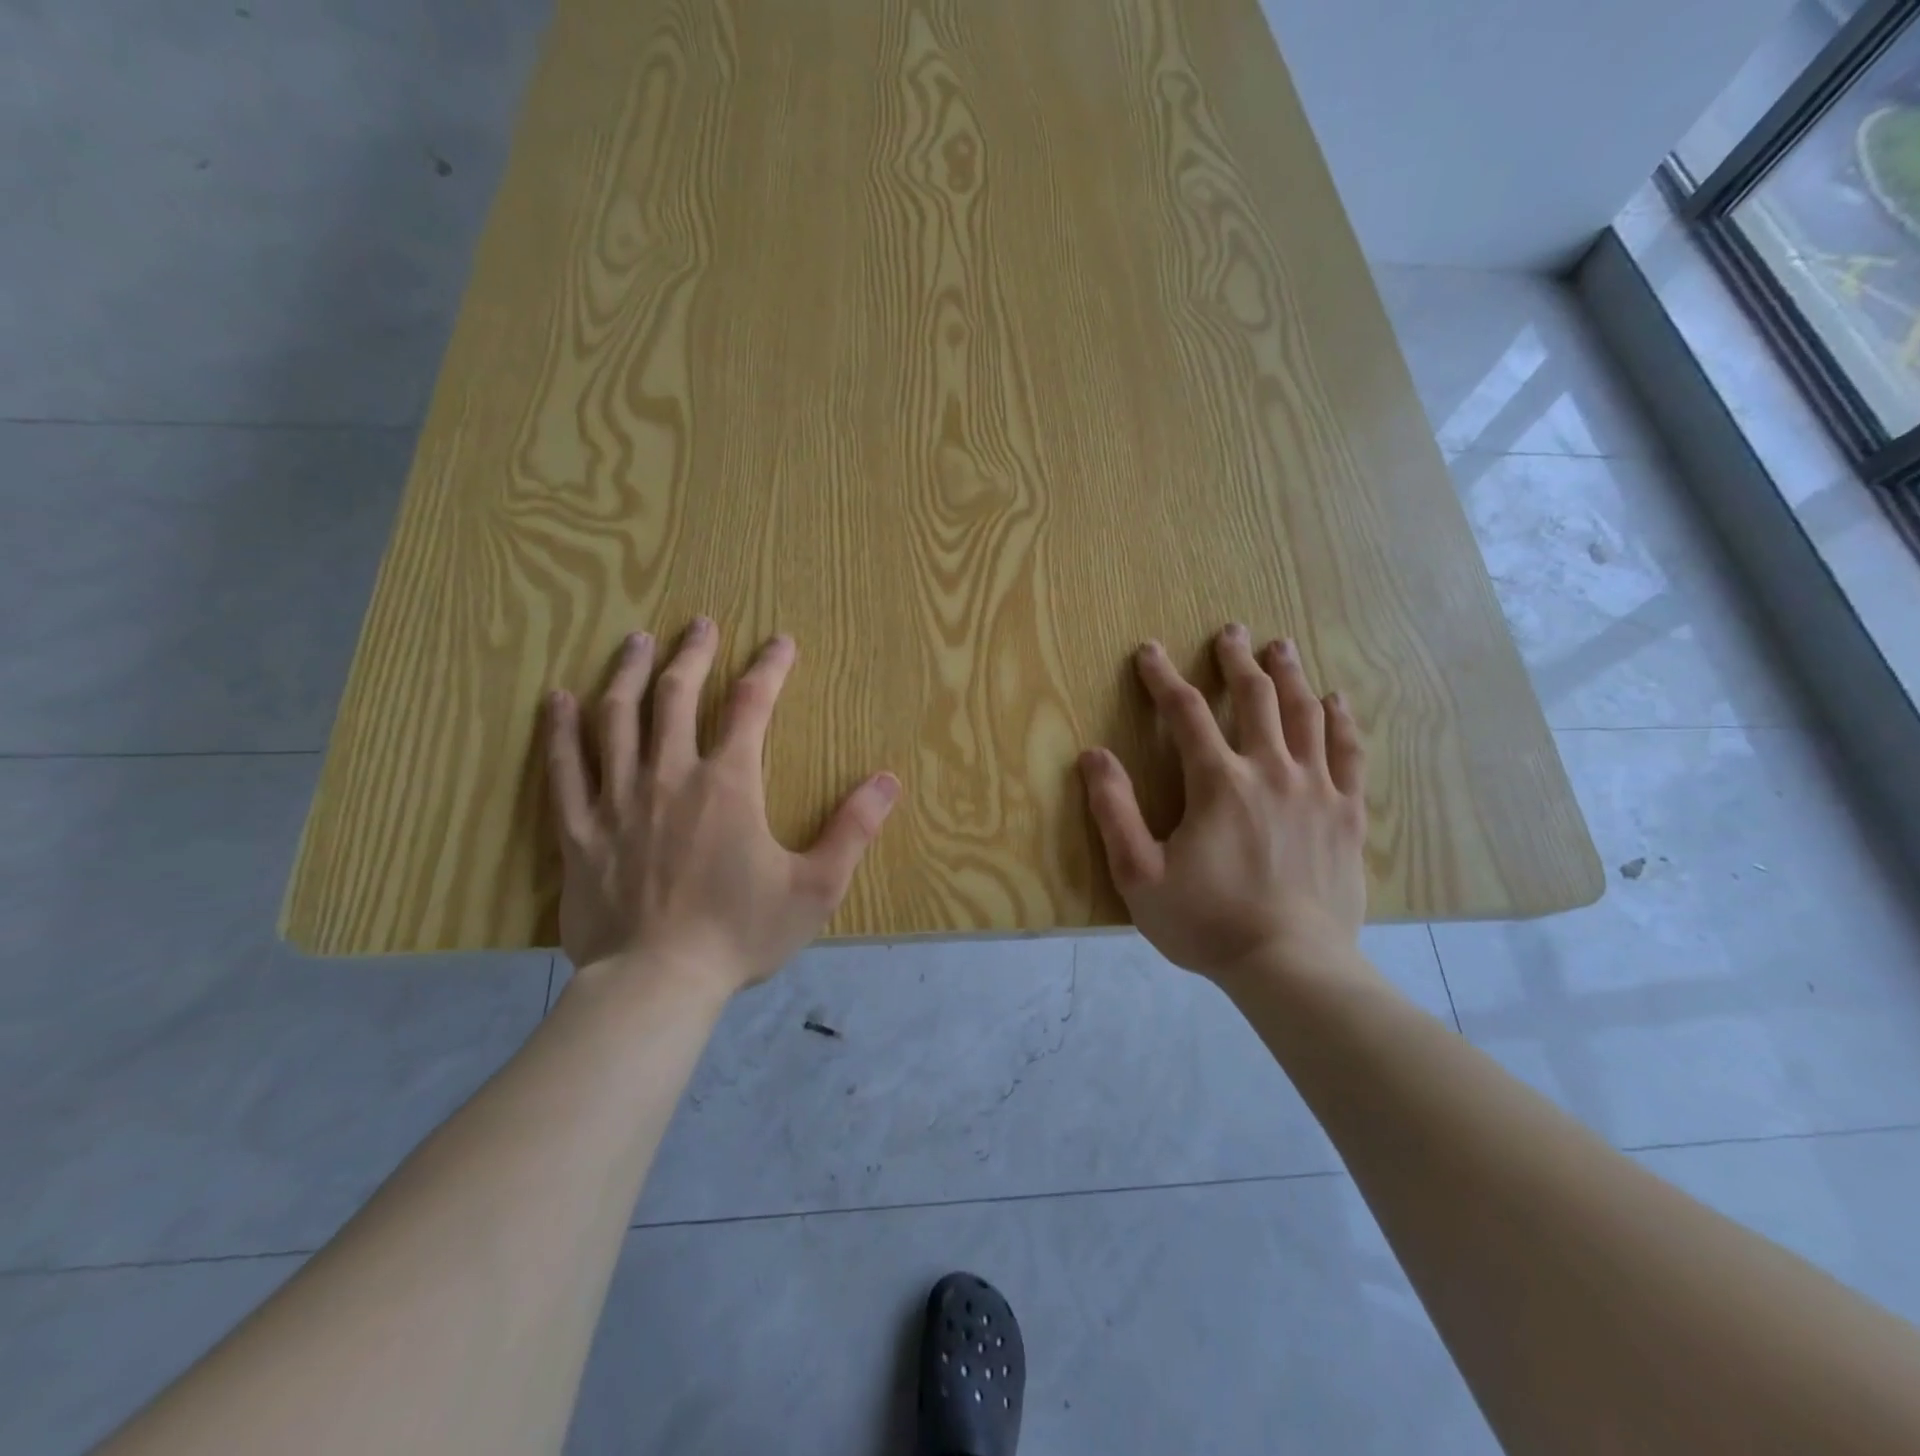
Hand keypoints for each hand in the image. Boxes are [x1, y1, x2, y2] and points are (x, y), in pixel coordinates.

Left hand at [544, 620, 899, 995]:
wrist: (656, 984)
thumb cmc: (740, 934)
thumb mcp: (815, 887)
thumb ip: (853, 830)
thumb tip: (888, 781)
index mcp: (728, 784)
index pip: (752, 705)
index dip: (769, 667)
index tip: (780, 641)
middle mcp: (670, 775)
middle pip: (678, 695)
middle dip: (693, 654)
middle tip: (700, 623)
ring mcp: (617, 799)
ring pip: (616, 717)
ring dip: (630, 673)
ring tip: (637, 641)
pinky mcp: (578, 830)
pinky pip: (563, 768)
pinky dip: (558, 729)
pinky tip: (557, 699)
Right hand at [1079, 625, 1367, 983]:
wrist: (1291, 966)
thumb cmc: (1207, 922)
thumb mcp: (1139, 874)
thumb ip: (1114, 811)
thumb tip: (1093, 756)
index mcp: (1218, 782)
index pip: (1185, 712)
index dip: (1163, 678)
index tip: (1148, 651)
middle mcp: (1270, 770)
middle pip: (1255, 698)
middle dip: (1237, 660)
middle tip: (1231, 632)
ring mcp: (1316, 789)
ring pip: (1304, 714)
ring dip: (1289, 676)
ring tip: (1281, 647)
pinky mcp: (1347, 814)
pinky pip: (1348, 753)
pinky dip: (1340, 721)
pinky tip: (1335, 701)